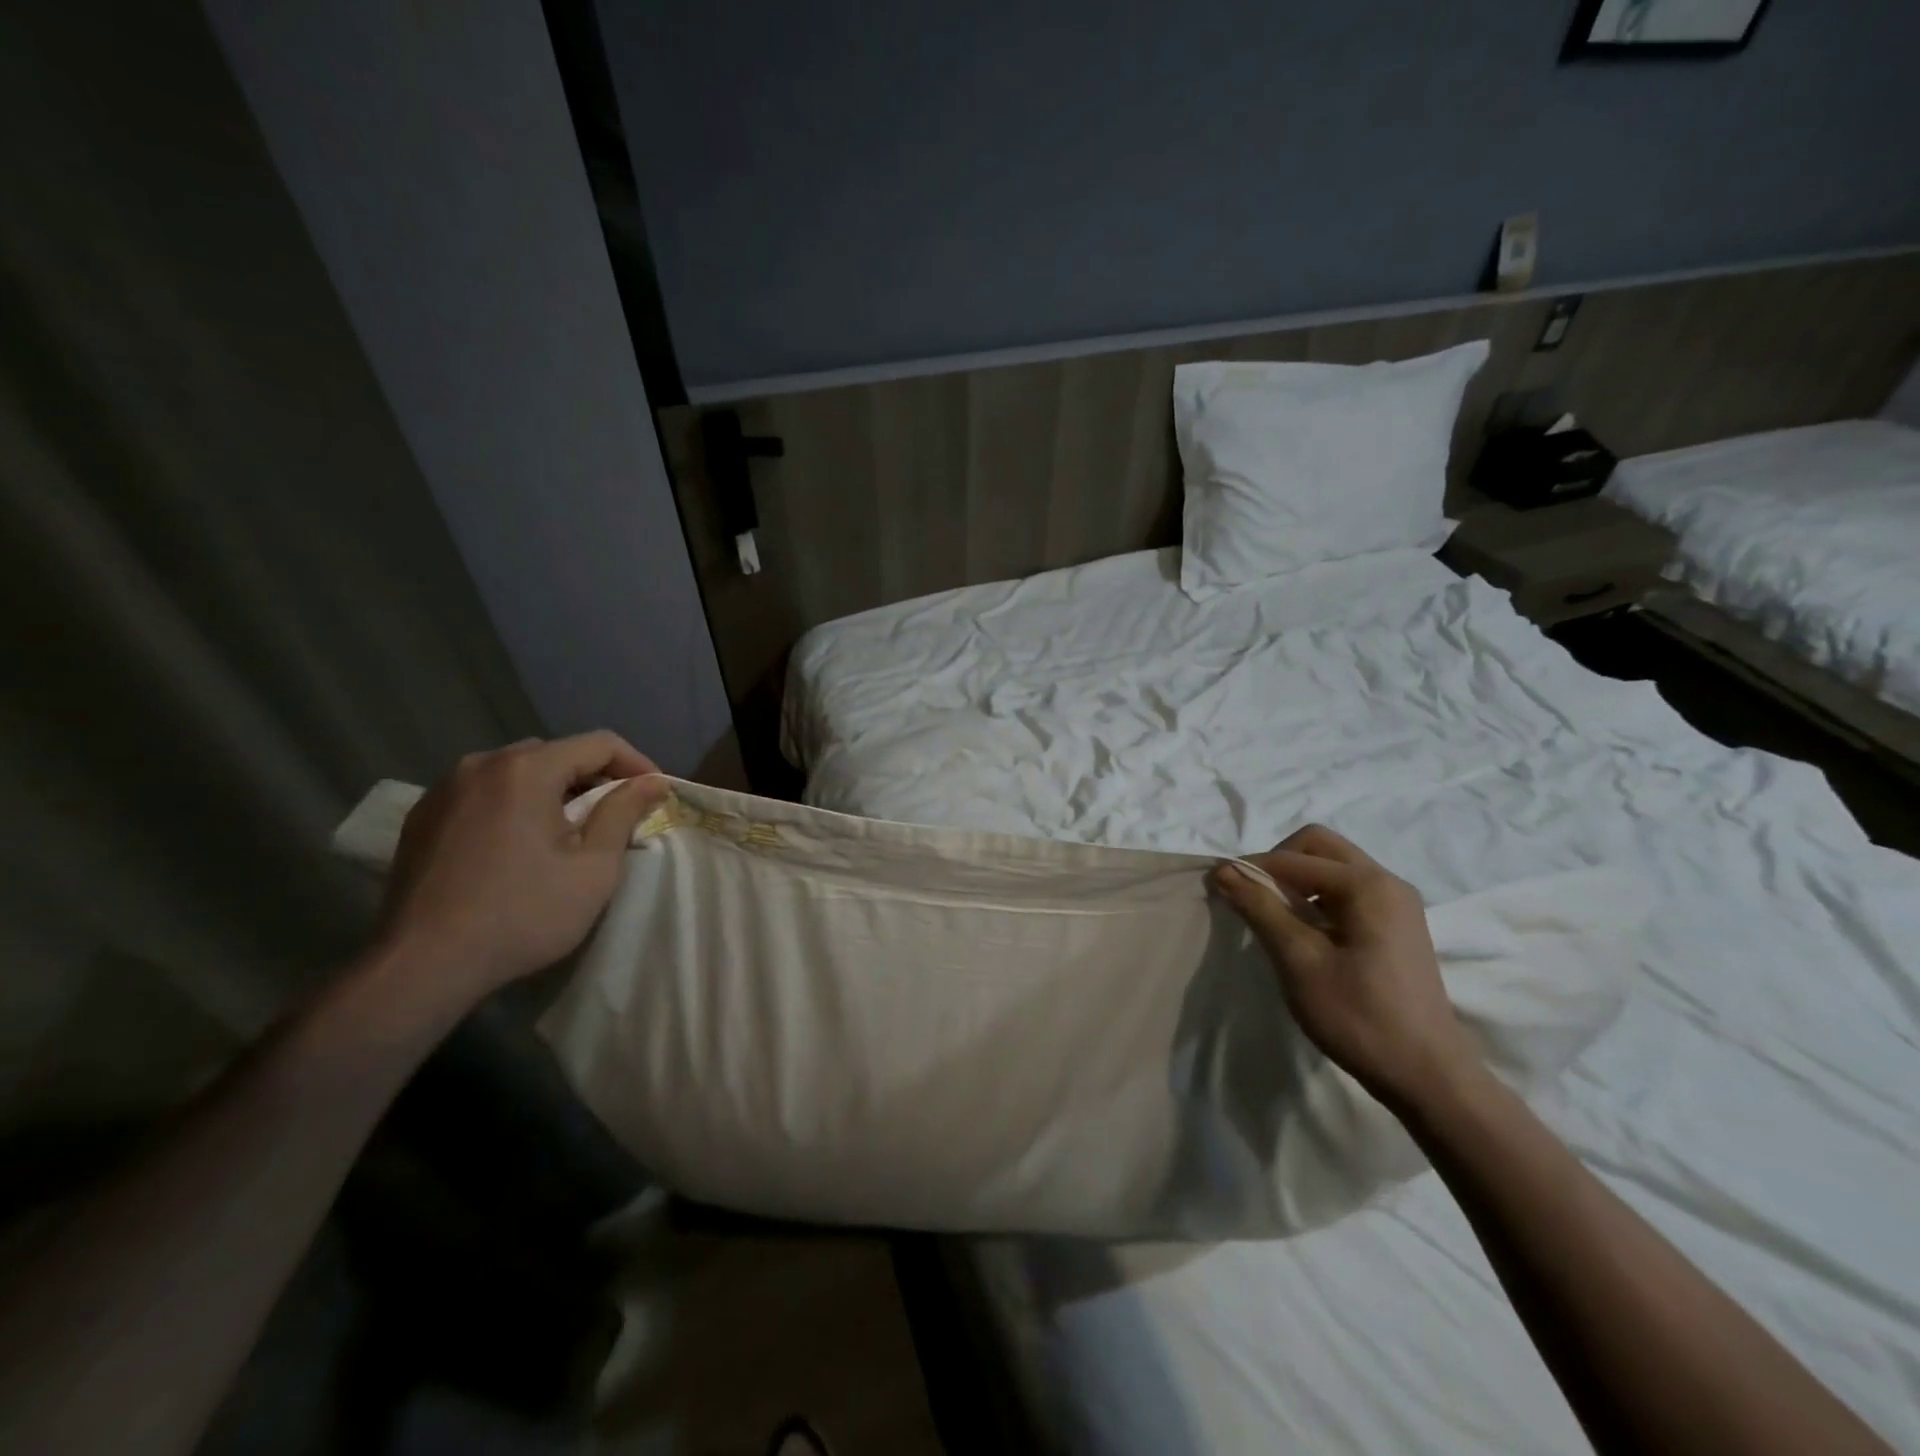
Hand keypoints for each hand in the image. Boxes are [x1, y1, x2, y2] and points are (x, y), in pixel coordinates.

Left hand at [374, 732, 667, 1012]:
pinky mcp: (422, 818)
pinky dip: (513, 806)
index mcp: (526, 770)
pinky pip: (483, 794)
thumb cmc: (523, 914)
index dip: (636, 764)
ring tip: (567, 832)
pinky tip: (519, 846)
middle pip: (556, 753)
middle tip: (614, 816)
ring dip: (552, 792)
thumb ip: (623, 814)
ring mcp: (444, 790)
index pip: (599, 744)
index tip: (654, 795)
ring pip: (517, 772)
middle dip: (594, 778)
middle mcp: (481, 764)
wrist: (422, 967)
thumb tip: (651, 782)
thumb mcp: (593, 868)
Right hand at [1210, 824, 1478, 1109]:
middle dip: (1278, 863)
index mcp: (1367, 885)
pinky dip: (1317, 897)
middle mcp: (1387, 881)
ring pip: (1333, 866)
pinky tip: (1305, 932)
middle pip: (1319, 846)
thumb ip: (1260, 908)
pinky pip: (1347, 890)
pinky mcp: (1397, 924)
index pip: (1294, 857)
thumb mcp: (1299, 960)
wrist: (1427, 1076)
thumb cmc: (1358, 1016)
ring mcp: (1397, 903)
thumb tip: (1223, 870)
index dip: (1251, 869)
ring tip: (1274, 917)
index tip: (1219, 889)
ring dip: (1297, 880)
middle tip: (1252, 897)